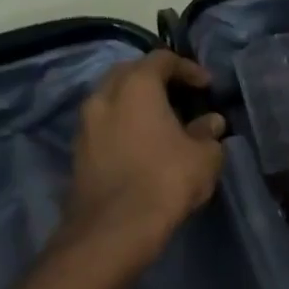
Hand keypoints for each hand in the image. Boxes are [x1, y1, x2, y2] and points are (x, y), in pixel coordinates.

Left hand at [61, 50, 225, 266]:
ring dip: (135, 103)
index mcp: (136, 85)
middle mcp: (104, 95)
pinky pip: (103, 124)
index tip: (206, 86)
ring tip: (160, 120)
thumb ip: (208, 133)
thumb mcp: (203, 157)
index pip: (162, 59)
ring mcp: (85, 123)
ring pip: (112, 98)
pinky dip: (122, 125)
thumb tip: (211, 122)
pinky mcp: (77, 150)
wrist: (113, 229)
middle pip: (131, 72)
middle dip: (156, 79)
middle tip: (179, 95)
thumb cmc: (165, 180)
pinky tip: (140, 144)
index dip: (187, 68)